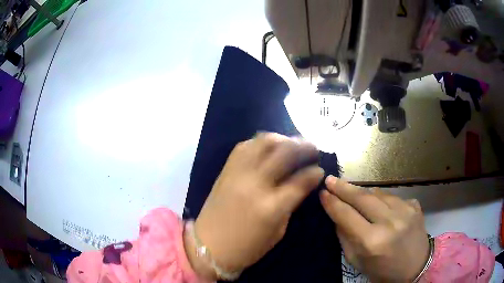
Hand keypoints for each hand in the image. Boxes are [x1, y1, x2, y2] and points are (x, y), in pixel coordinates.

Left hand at [185, 133, 323, 279]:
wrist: (208, 246)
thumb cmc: (246, 247)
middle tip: (312, 148)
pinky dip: (260, 142)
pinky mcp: (226, 170)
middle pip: (285, 153)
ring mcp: (238, 174)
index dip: (315, 172)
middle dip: (304, 147)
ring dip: (283, 139)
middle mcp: (256, 184)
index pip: (301, 180)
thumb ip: (290, 206)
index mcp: (272, 207)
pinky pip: (244, 146)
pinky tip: (269, 147)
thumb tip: (301, 185)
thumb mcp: (277, 233)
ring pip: (263, 142)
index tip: (320, 169)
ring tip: (292, 143)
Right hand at [320, 176, 429, 281]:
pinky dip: (381, 199)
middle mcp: (390, 222)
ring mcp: (405, 211)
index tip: (322, 192)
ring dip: (363, 193)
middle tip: (331, 179)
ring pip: (378, 193)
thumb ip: (346, 238)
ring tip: (352, 192)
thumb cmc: (383, 271)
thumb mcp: (358, 262)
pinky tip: (378, 206)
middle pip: (363, 198)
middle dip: (344, 188)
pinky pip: (393, 197)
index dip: (332, 203)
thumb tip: (337, 216)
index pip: (347, 215)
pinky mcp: (415, 206)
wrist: (417, 267)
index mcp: (372, 241)